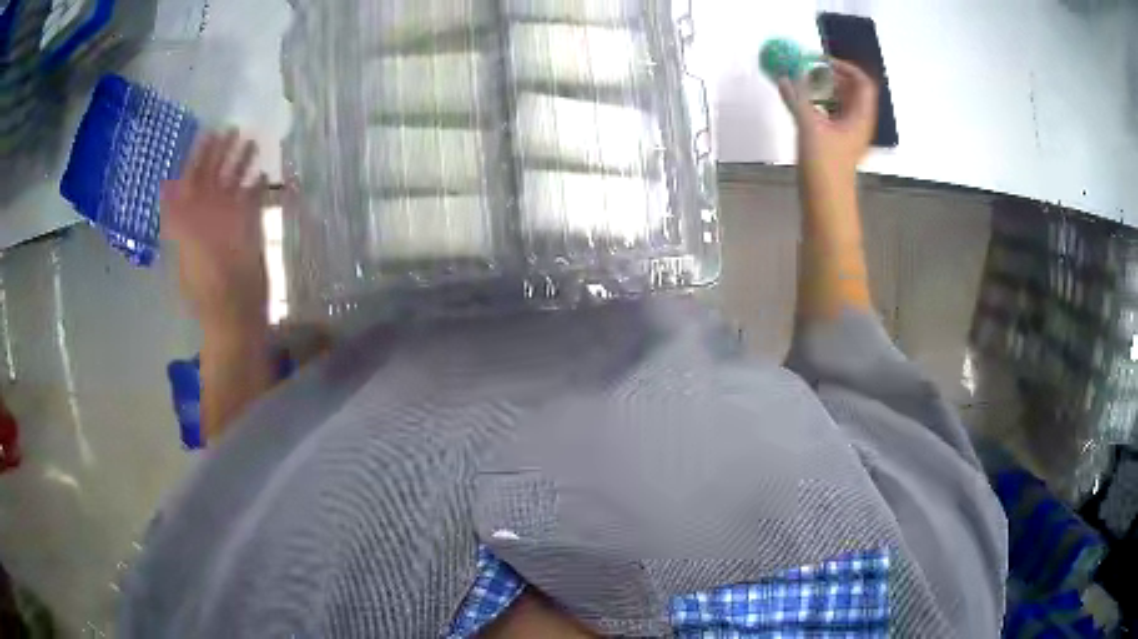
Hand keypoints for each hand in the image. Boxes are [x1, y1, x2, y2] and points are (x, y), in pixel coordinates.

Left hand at [162, 131, 268, 329]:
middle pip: (214, 179)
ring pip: (233, 188)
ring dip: (241, 166)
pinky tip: (263, 174)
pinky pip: (251, 204)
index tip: (209, 133)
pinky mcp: (248, 233)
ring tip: (253, 143)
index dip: (199, 157)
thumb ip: (177, 217)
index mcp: (192, 220)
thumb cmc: (208, 287)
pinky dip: (256, 189)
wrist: (235, 316)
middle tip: (234, 129)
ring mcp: (229, 225)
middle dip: (222, 154)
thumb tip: (164, 185)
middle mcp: (208, 217)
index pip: (193, 180)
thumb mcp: (186, 248)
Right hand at [778, 59, 877, 192]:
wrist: (825, 205)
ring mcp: (846, 134)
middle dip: (830, 75)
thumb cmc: (825, 167)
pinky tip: (799, 102)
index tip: (820, 60)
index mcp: (860, 118)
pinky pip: (829, 115)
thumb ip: (797, 98)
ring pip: (839, 102)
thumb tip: (785, 76)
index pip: (862, 82)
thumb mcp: (809, 127)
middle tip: (806, 68)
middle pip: (850, 90)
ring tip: (800, 82)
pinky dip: (816, 104)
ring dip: (822, 89)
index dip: (844, 66)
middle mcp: (857, 123)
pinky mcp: (835, 143)